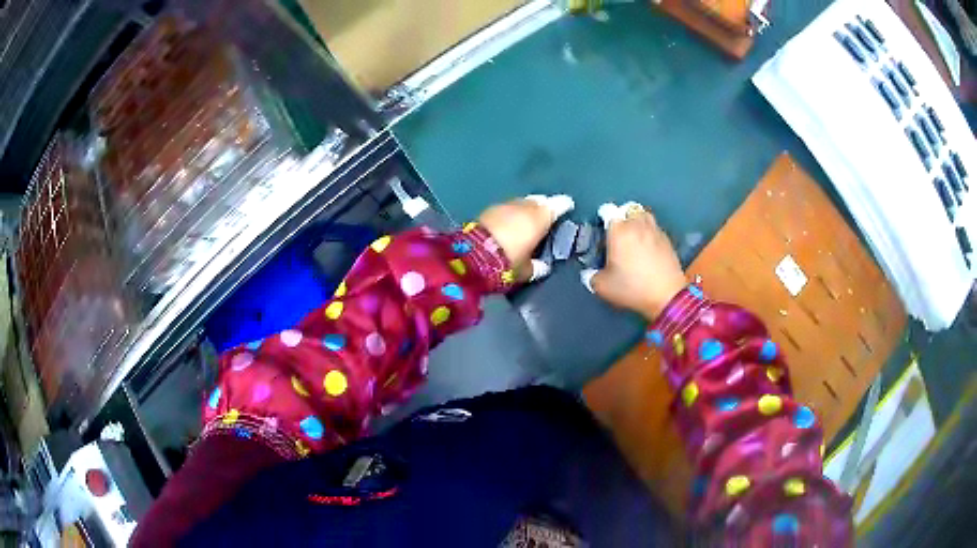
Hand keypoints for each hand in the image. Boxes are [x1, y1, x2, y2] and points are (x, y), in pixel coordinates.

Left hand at [478, 195, 572, 281]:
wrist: (472, 255)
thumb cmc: (508, 262)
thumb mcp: (526, 270)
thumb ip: (537, 267)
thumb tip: (544, 267)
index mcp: (540, 217)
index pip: (558, 205)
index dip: (564, 205)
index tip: (568, 206)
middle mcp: (525, 206)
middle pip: (539, 201)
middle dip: (543, 207)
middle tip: (545, 216)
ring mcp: (506, 205)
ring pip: (522, 202)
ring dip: (526, 209)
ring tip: (526, 220)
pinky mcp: (489, 209)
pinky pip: (507, 208)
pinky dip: (511, 213)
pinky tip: (509, 223)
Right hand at [586, 203, 686, 320]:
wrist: (667, 296)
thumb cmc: (633, 288)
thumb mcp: (603, 287)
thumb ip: (591, 277)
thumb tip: (589, 274)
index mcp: (618, 231)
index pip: (607, 211)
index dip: (603, 218)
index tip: (602, 230)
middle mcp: (636, 225)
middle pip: (627, 210)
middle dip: (621, 219)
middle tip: (617, 234)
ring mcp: (654, 230)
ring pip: (643, 215)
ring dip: (637, 221)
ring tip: (633, 236)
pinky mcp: (667, 239)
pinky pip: (655, 228)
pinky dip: (649, 233)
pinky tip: (647, 248)